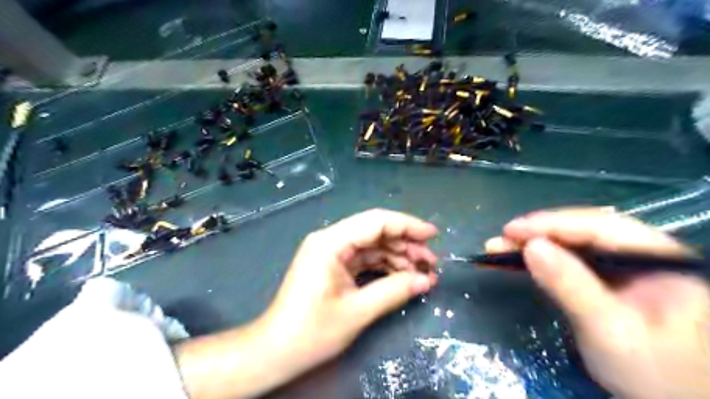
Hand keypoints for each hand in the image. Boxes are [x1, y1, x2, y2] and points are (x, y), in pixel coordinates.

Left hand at [262, 209, 438, 369]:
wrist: (276, 351)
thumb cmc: (311, 332)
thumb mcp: (357, 311)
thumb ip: (394, 291)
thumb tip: (426, 280)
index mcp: (331, 243)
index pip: (376, 222)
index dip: (407, 225)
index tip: (433, 235)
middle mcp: (330, 240)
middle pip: (375, 231)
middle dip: (405, 243)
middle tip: (431, 262)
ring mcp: (331, 252)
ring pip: (372, 245)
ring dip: (397, 256)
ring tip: (423, 272)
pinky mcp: (333, 265)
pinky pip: (364, 258)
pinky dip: (384, 266)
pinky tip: (403, 276)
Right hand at [486, 210, 709, 398]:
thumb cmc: (653, 373)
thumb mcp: (608, 329)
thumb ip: (571, 285)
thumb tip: (531, 247)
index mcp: (658, 257)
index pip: (598, 227)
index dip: (551, 225)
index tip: (511, 230)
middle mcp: (641, 253)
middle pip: (582, 230)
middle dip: (538, 233)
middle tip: (502, 238)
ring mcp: (623, 266)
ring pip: (572, 243)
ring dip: (534, 244)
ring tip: (499, 246)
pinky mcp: (606, 278)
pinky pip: (569, 259)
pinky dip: (541, 259)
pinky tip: (517, 259)